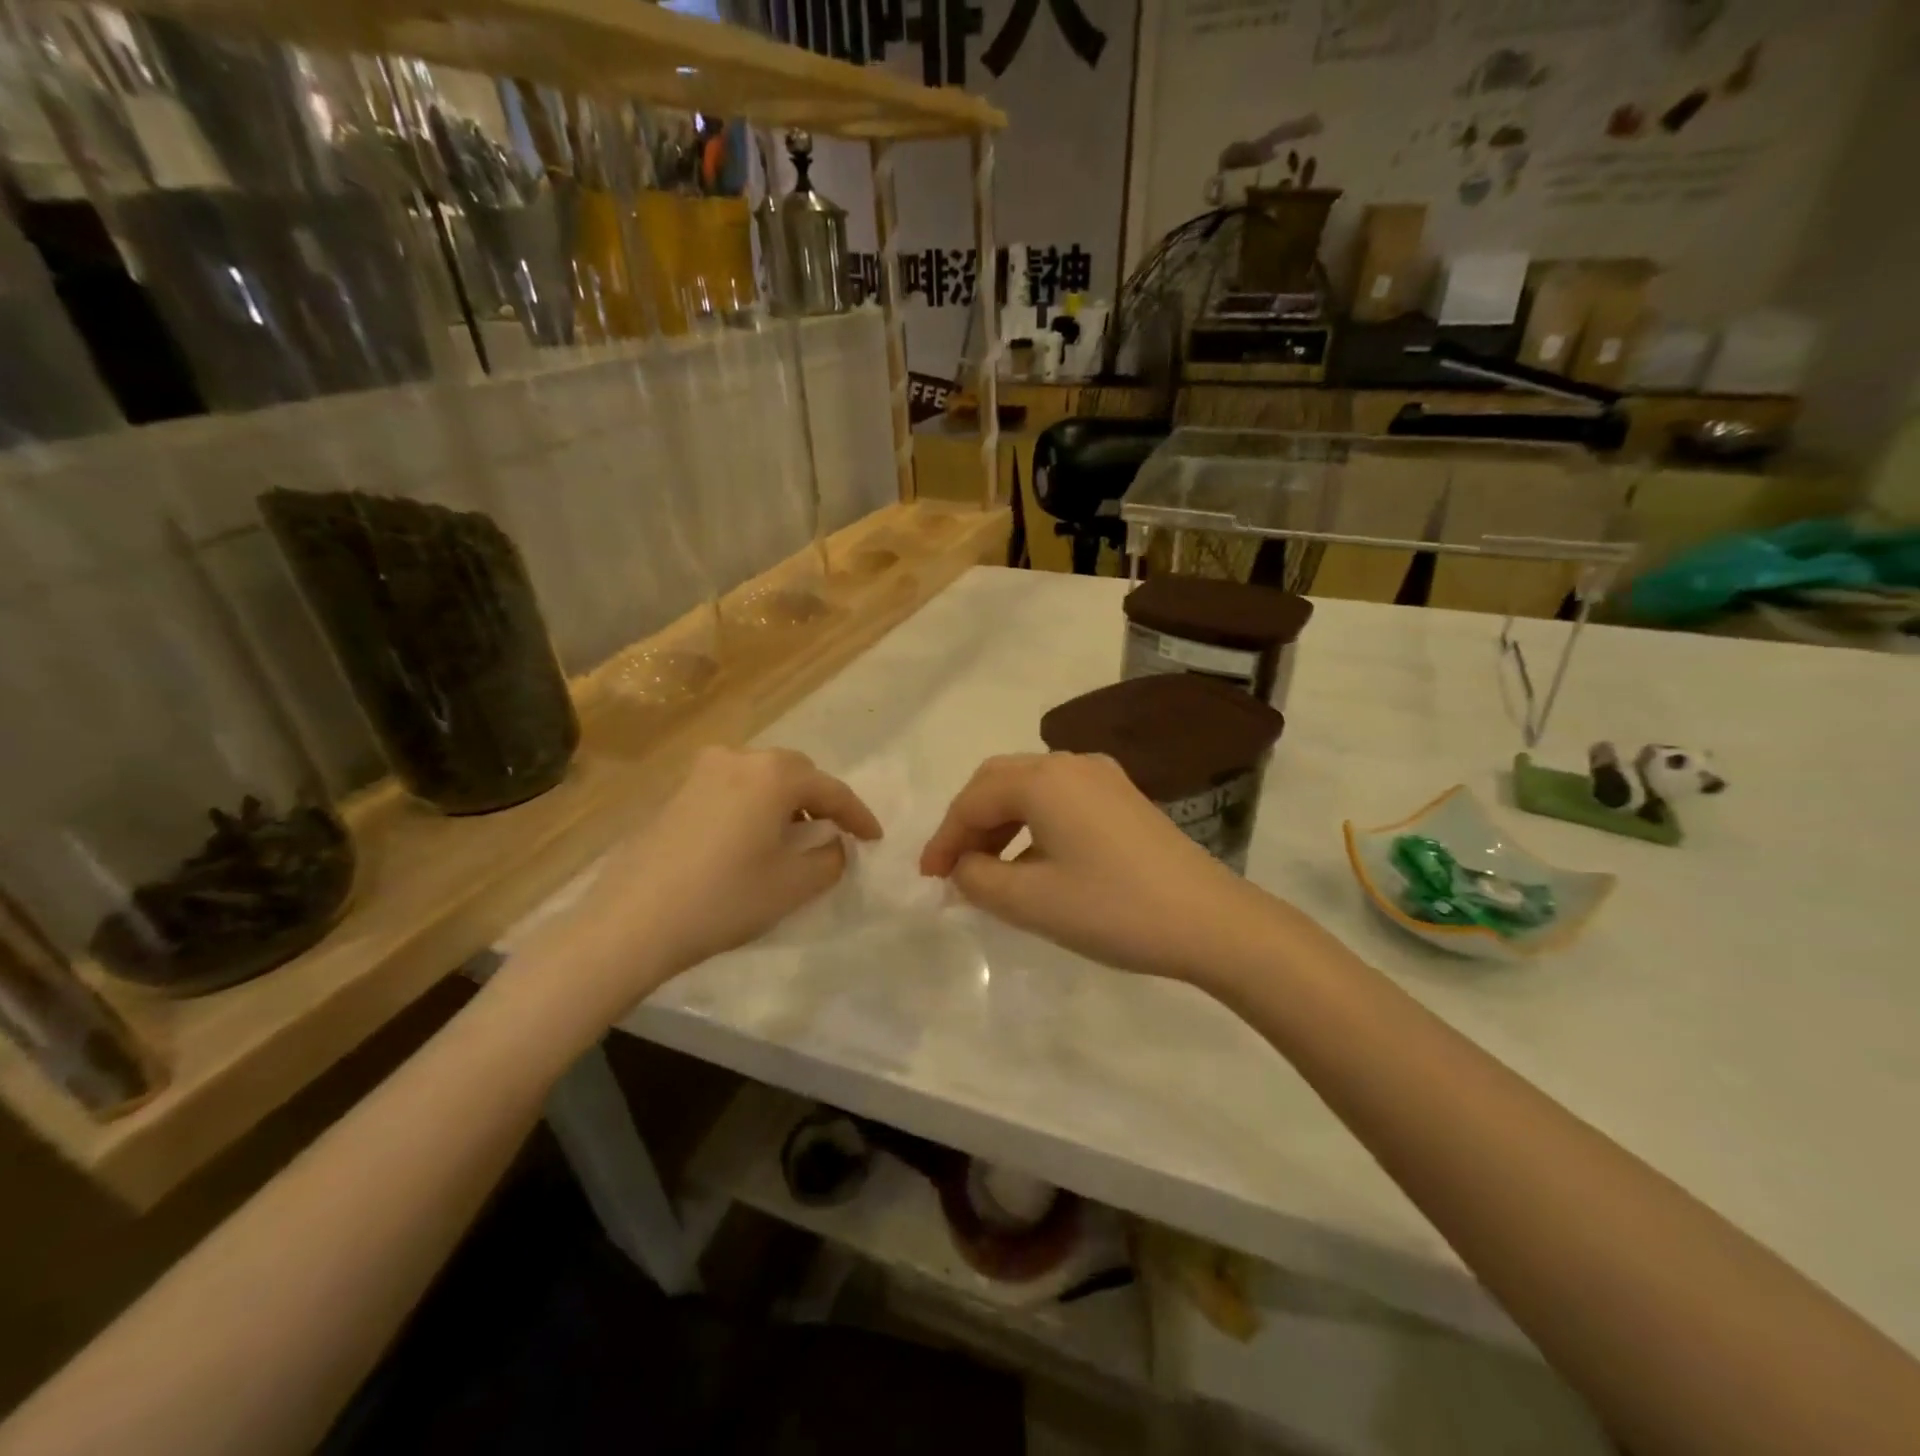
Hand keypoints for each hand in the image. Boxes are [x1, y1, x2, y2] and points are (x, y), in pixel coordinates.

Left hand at [508, 747, 879, 1032]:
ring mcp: (702, 772)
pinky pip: (733, 788)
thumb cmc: (724, 899)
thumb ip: (829, 859)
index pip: (833, 790)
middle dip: (821, 800)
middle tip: (834, 833)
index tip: (875, 839)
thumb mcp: (793, 885)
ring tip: (793, 835)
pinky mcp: (677, 792)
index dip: (859, 816)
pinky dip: (754, 805)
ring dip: (786, 801)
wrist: (632, 921)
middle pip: (796, 773)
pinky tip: (751, 837)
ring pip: (762, 777)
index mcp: (774, 774)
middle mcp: (740, 758)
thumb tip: (833, 844)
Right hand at [919, 752, 1281, 984]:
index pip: (973, 799)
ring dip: (1001, 823)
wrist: (1209, 921)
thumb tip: (963, 866)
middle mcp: (1071, 764)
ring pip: (1031, 789)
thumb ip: (979, 879)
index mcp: (1044, 780)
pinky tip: (1033, 862)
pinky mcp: (1124, 798)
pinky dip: (1033, 824)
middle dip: (969, 822)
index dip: (944, 838)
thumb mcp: (1031, 901)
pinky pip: (1060, 800)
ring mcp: (1103, 778)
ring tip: (987, 869)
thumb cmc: (1112, 908)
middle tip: (953, 867)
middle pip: (999, 781)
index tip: (928, 878)